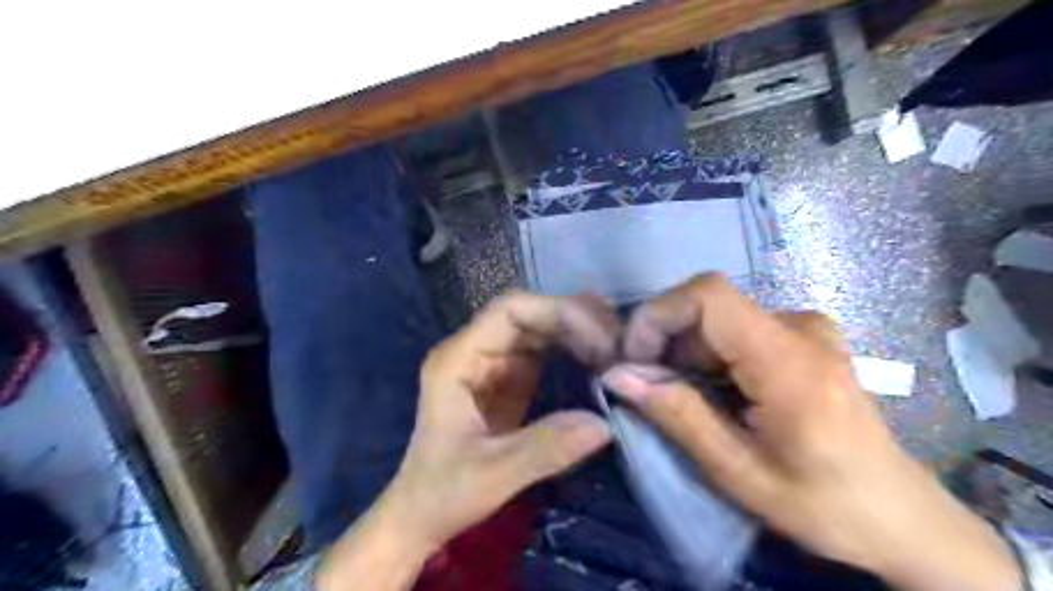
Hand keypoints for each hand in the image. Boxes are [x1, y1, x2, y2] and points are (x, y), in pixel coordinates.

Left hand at [320, 291, 619, 590]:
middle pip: (530, 313)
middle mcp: (474, 350)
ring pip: (540, 327)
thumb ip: (544, 449)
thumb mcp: (492, 476)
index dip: (558, 314)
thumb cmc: (443, 493)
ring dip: (579, 330)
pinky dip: (574, 349)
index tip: (599, 342)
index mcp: (457, 359)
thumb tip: (605, 425)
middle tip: (619, 344)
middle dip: (576, 320)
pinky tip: (600, 357)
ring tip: (618, 345)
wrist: (422, 514)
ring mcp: (492, 362)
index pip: (510, 311)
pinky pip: (545, 351)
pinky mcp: (509, 379)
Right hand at [601, 274, 1019, 589]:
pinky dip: (709, 354)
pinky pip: (737, 328)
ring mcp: (806, 328)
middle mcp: (800, 328)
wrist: (901, 515)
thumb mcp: (738, 473)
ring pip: (718, 318)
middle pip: (707, 306)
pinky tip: (715, 393)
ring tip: (684, 399)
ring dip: (685, 352)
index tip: (633, 359)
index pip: (708, 294)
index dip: (658, 314)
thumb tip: (617, 376)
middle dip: (666, 341)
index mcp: (789, 361)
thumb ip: (677, 416)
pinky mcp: (805, 337)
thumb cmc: (825, 505)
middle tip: (650, 390)